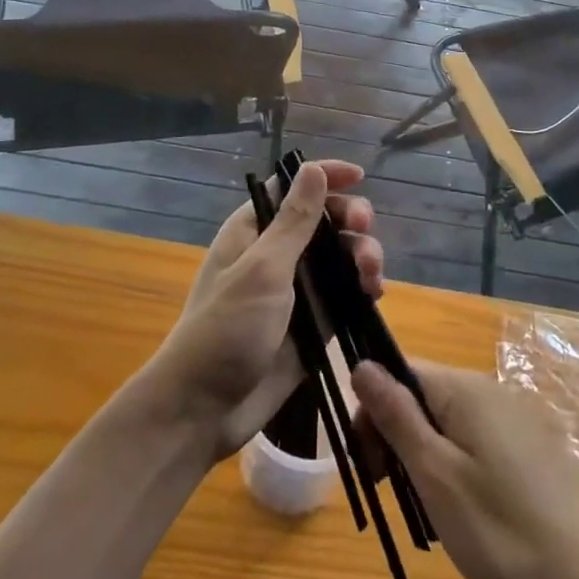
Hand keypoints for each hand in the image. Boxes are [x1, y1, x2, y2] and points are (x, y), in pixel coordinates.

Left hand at [147, 160, 383, 459]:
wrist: (203, 411)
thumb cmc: (226, 329)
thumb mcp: (263, 269)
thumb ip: (294, 221)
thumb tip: (311, 167)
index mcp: (254, 230)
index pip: (293, 188)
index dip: (326, 177)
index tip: (359, 176)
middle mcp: (276, 253)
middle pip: (324, 220)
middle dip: (350, 220)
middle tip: (364, 230)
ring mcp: (296, 290)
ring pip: (340, 257)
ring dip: (362, 255)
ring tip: (372, 273)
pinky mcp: (312, 324)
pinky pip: (345, 295)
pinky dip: (362, 288)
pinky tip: (374, 293)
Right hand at [354, 361, 578, 578]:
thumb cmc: (500, 527)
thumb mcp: (435, 474)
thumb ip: (397, 415)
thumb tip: (362, 364)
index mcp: (463, 387)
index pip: (401, 371)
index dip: (375, 411)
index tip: (369, 463)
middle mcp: (490, 389)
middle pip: (425, 397)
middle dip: (398, 437)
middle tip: (393, 492)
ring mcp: (517, 418)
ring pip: (451, 423)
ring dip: (427, 457)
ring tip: (431, 512)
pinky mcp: (534, 448)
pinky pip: (479, 443)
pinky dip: (459, 468)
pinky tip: (467, 514)